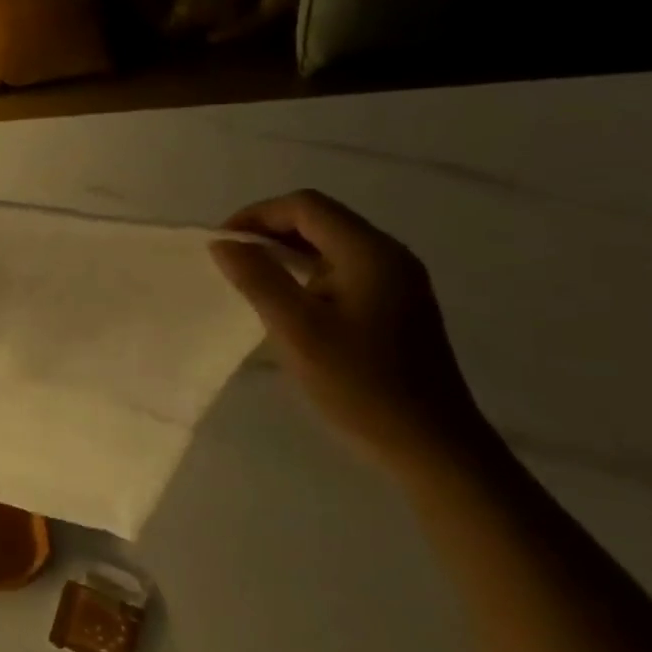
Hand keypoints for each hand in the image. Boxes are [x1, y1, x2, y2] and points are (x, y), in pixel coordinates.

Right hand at [210, 190, 490, 472]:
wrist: (429, 444)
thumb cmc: (359, 384)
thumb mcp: (296, 330)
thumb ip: (257, 279)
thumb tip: (223, 242)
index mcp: (369, 252)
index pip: (305, 206)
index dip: (257, 215)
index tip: (221, 245)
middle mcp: (388, 254)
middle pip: (320, 219)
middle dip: (269, 231)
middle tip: (230, 262)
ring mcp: (397, 279)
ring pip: (330, 244)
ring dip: (286, 251)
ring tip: (249, 279)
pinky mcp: (395, 303)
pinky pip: (342, 268)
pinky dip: (306, 271)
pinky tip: (286, 300)